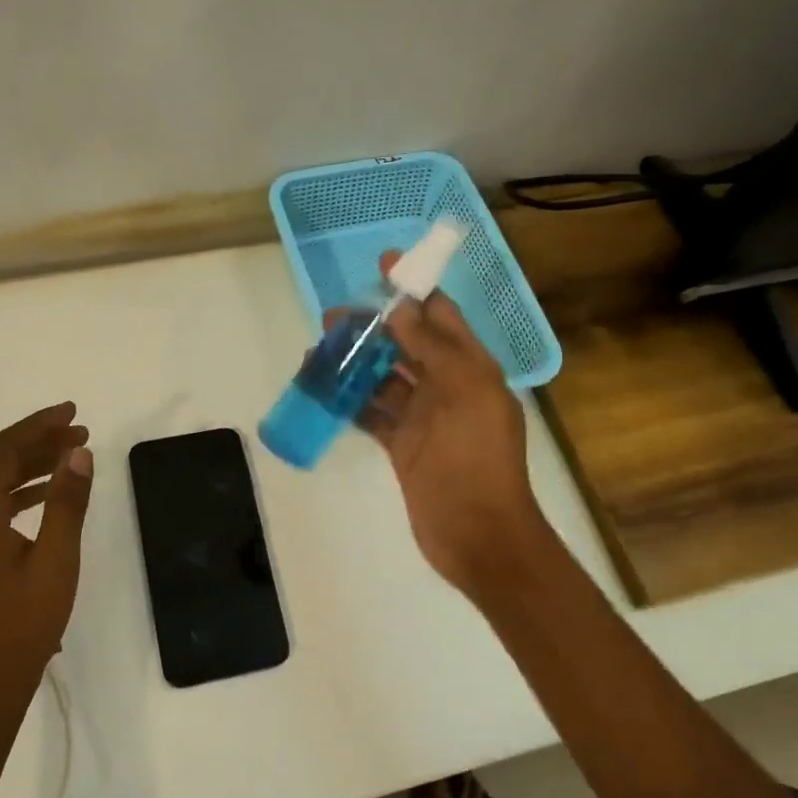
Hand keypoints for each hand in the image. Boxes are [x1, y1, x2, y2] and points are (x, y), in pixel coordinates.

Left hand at [0, 402, 93, 718]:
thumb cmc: (22, 625)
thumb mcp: (55, 561)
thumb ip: (66, 504)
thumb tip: (78, 454)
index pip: (2, 451)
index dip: (37, 426)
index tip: (73, 413)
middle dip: (37, 442)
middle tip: (80, 433)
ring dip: (30, 467)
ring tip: (71, 458)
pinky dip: (20, 494)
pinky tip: (46, 498)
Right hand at [357, 265, 553, 598]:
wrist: (478, 532)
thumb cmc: (477, 457)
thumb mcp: (463, 391)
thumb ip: (433, 347)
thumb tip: (401, 307)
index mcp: (472, 368)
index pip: (442, 316)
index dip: (414, 288)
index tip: (383, 264)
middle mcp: (449, 387)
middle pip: (408, 344)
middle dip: (375, 326)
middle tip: (333, 317)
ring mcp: (424, 418)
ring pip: (385, 378)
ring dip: (356, 362)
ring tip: (319, 350)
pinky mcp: (403, 446)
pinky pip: (373, 413)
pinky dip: (351, 400)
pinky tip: (324, 388)